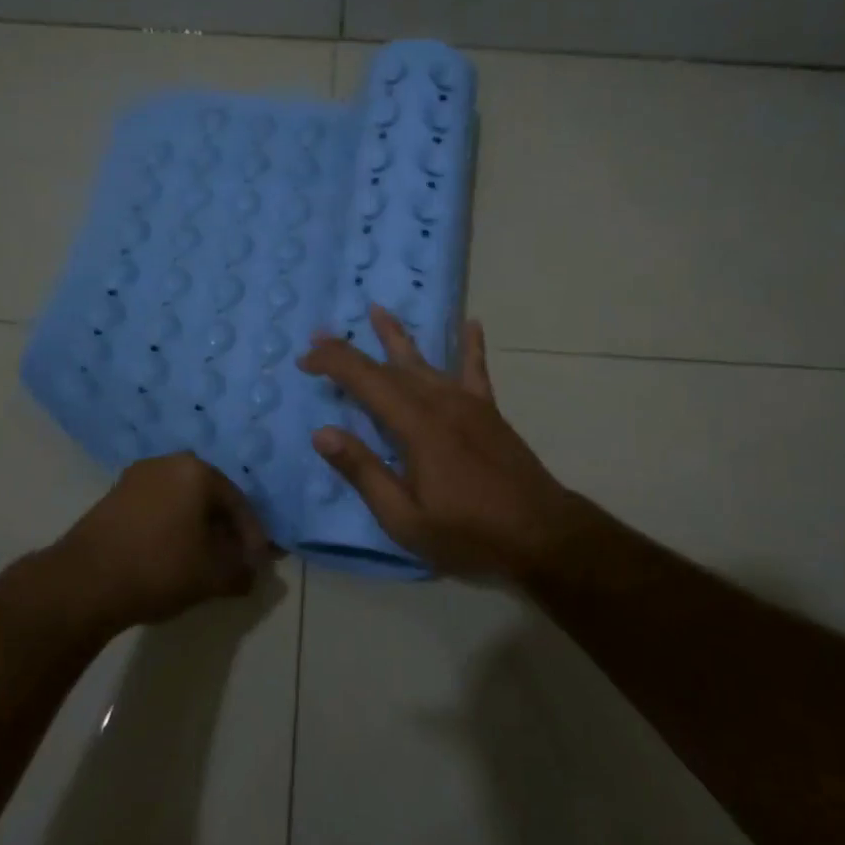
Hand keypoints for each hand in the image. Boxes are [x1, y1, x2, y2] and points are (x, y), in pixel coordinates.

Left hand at [40, 453, 275, 633]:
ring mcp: (136, 477)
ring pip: (181, 502)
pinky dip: (170, 529)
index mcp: (197, 471)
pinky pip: (156, 509)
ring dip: (197, 529)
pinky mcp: (112, 497)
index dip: (253, 536)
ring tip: (204, 561)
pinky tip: (172, 556)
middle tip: (234, 560)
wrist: (83, 582)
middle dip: (225, 530)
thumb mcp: (212, 576)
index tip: (259, 564)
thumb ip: (241, 571)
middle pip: (209, 498)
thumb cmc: (159, 568)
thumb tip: (253, 572)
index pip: (238, 503)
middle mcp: (167, 463)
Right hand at [297, 307, 581, 579]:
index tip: (304, 360)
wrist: (540, 534)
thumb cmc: (468, 533)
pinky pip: (475, 371)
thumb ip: (363, 472)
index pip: (365, 381)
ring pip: (426, 362)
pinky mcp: (489, 412)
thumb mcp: (405, 518)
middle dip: (352, 351)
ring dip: (398, 337)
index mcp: (416, 426)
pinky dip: (471, 346)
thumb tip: (322, 433)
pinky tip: (472, 324)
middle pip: (389, 367)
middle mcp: (440, 403)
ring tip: (377, 310)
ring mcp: (468, 404)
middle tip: (321, 335)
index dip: (333, 364)